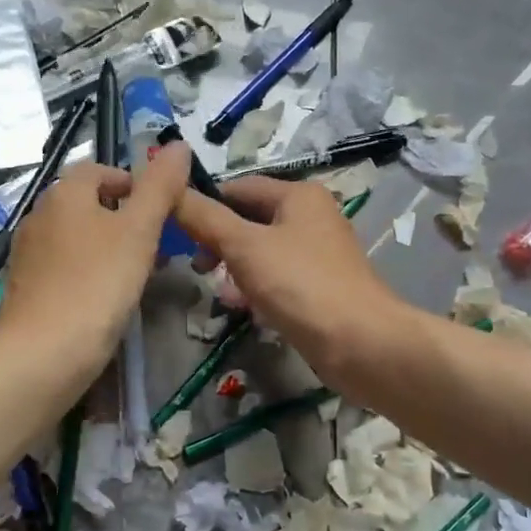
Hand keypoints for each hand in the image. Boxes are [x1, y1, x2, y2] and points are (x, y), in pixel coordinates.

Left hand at [0, 145, 190, 366]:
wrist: (43, 354)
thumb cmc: (97, 284)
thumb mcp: (139, 231)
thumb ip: (160, 187)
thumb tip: (178, 145)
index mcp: (64, 193)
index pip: (100, 170)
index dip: (133, 184)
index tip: (160, 212)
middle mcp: (38, 215)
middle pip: (87, 203)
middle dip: (123, 219)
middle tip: (154, 247)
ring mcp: (26, 253)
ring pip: (75, 237)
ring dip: (106, 247)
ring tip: (134, 276)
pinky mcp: (23, 288)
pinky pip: (62, 267)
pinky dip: (86, 272)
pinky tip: (103, 300)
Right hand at [171, 176, 409, 388]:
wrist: (361, 343)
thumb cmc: (300, 284)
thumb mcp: (244, 247)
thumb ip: (205, 218)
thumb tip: (170, 189)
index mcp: (298, 196)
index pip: (239, 187)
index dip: (205, 203)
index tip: (175, 228)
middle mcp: (311, 217)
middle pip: (250, 220)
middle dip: (219, 242)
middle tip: (197, 267)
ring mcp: (317, 254)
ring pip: (262, 253)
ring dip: (235, 269)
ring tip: (218, 293)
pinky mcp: (319, 288)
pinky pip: (277, 279)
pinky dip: (256, 289)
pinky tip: (243, 309)